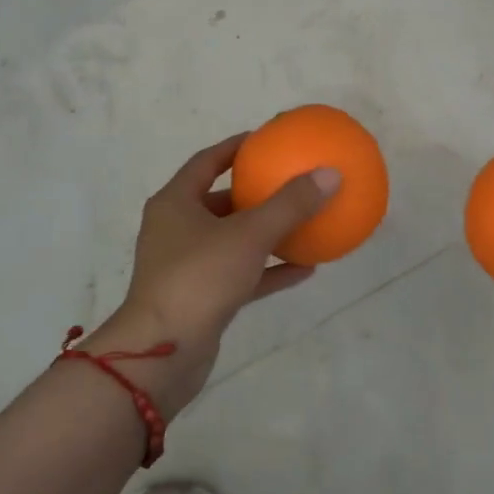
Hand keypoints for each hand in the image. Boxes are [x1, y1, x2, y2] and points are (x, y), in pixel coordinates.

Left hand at [91, 133, 339, 413]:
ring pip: (232, 240)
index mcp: (175, 203)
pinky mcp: (202, 298)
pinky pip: (241, 275)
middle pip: (220, 201)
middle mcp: (177, 230)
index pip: (206, 162)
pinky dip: (269, 270)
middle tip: (289, 182)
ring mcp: (188, 266)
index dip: (235, 148)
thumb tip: (330, 173)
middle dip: (254, 193)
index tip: (266, 140)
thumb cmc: (199, 278)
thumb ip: (290, 205)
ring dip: (265, 233)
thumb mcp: (249, 235)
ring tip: (303, 223)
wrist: (163, 353)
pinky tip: (306, 268)